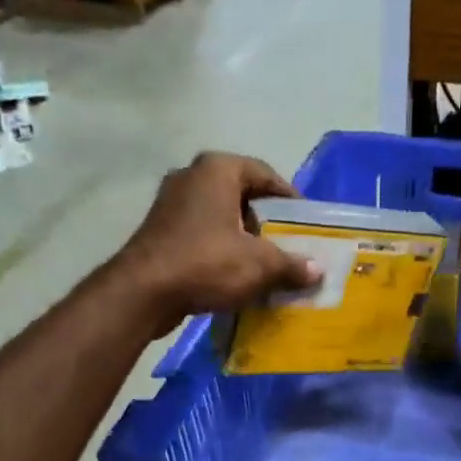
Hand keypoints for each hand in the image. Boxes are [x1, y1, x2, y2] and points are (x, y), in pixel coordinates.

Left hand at [111, 152, 321, 332]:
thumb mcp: (260, 265)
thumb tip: (317, 270)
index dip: (289, 199)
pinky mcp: (159, 231)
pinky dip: (220, 249)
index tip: (305, 223)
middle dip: (266, 220)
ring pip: (220, 216)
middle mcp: (192, 176)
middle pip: (241, 195)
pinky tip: (235, 275)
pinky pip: (201, 234)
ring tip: (265, 263)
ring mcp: (171, 203)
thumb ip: (292, 265)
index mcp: (218, 169)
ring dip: (242, 237)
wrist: (143, 292)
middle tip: (288, 244)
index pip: (265, 174)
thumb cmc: (207, 263)